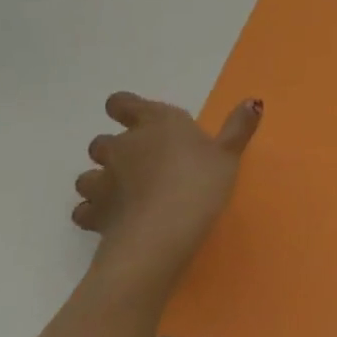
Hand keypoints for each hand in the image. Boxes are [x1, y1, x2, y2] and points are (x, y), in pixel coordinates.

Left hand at [74, 91, 262, 295]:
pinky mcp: (93, 215)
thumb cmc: (199, 184)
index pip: (122, 103)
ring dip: (100, 181)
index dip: (124, 107)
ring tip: (123, 194)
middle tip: (140, 163)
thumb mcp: (228, 154)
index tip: (135, 117)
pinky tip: (112, 220)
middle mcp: (122, 147)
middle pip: (102, 141)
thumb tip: (253, 101)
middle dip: (114, 150)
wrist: (160, 235)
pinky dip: (93, 213)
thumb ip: (238, 127)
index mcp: (155, 123)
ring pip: (87, 176)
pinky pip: (84, 210)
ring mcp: (103, 181)